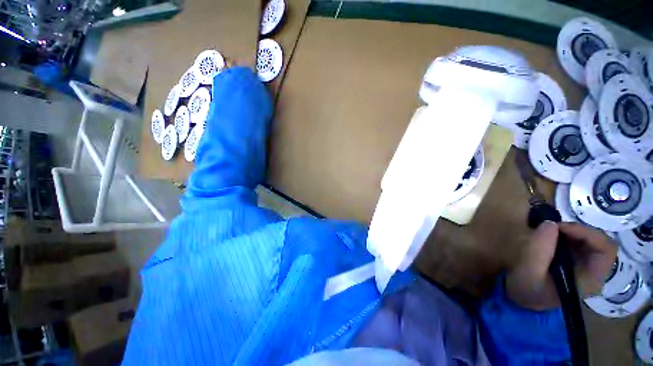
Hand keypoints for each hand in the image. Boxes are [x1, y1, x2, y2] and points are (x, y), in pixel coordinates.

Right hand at [506, 221, 616, 309]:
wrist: (522, 300)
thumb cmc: (527, 290)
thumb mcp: (529, 271)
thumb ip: (540, 249)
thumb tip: (550, 224)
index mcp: (590, 279)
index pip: (605, 250)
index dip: (587, 233)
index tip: (560, 228)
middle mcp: (594, 272)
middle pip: (600, 243)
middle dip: (579, 230)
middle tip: (553, 227)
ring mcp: (585, 267)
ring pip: (590, 240)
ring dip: (572, 231)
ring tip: (549, 230)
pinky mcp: (575, 262)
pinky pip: (578, 243)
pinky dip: (566, 234)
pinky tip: (550, 236)